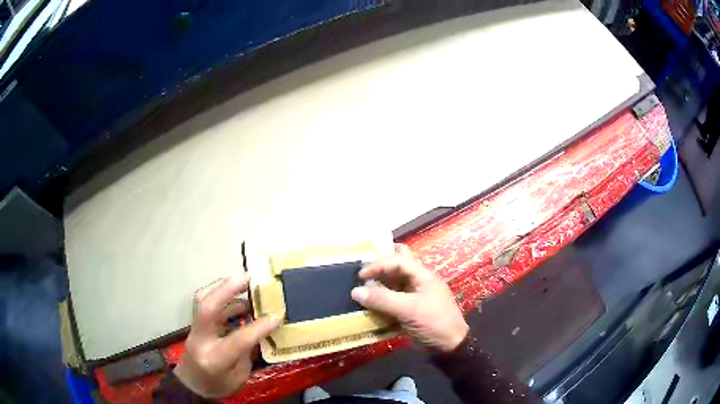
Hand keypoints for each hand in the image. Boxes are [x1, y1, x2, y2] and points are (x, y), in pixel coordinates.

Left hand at [174, 275, 281, 398]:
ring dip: (225, 288)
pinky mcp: (195, 323)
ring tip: (246, 283)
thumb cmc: (219, 385)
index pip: (237, 339)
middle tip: (248, 276)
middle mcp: (200, 340)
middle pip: (207, 307)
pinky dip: (223, 297)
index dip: (259, 327)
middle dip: (227, 288)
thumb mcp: (240, 376)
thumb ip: (248, 351)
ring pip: (203, 300)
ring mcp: (194, 329)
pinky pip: (206, 304)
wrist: (193, 384)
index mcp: (215, 359)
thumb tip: (261, 327)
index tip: (277, 315)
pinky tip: (239, 299)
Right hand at [351, 244, 468, 352]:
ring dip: (379, 285)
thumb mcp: (408, 309)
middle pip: (398, 265)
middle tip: (362, 272)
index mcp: (422, 275)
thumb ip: (382, 299)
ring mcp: (414, 296)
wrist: (449, 345)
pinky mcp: (410, 309)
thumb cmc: (433, 321)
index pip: (398, 260)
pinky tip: (369, 305)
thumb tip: (355, 291)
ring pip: (394, 283)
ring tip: (361, 289)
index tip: (361, 276)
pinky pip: (393, 299)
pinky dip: (382, 300)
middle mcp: (418, 281)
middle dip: (381, 267)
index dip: (378, 265)